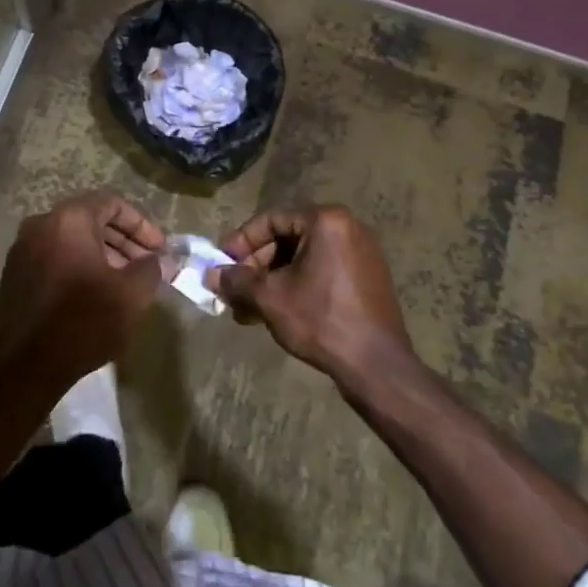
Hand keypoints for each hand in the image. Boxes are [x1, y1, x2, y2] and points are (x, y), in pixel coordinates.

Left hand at [0, 193, 166, 387]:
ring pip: (71, 240)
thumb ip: (151, 269)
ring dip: (102, 255)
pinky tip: (94, 293)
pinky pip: (54, 257)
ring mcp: (22, 249)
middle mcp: (41, 224)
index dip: (141, 225)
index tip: (159, 249)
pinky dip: (77, 266)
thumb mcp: (130, 295)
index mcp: (69, 219)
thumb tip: (162, 259)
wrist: (26, 366)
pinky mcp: (13, 274)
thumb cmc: (84, 321)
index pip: (112, 203)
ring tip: (124, 282)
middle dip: (123, 241)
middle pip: (90, 220)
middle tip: (146, 265)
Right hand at [208, 205, 413, 386]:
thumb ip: (238, 281)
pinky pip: (324, 269)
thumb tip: (210, 275)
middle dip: (257, 266)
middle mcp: (348, 227)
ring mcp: (362, 252)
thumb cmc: (321, 321)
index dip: (242, 241)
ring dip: (274, 279)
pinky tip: (278, 311)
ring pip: (304, 257)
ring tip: (251, 309)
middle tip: (236, 291)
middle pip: (289, 238)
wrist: (377, 366)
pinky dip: (298, 284)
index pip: (272, 219)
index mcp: (326, 220)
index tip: (223, 264)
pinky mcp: (368, 276)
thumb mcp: (271, 298)